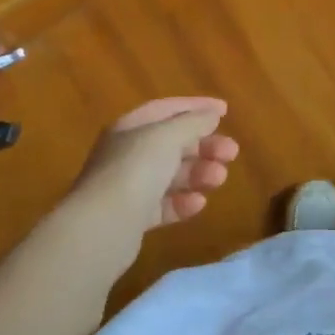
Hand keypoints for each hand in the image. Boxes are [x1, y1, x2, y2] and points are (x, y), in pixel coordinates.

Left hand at [73, 97, 240, 233]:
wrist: (102, 227)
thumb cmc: (136, 170)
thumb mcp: (167, 136)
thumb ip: (193, 122)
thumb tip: (211, 114)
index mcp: (130, 128)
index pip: (166, 109)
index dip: (196, 107)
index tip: (225, 111)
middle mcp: (127, 154)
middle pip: (172, 144)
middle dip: (204, 146)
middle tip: (232, 153)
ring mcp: (129, 187)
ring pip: (171, 175)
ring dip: (199, 173)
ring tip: (219, 179)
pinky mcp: (133, 218)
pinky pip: (164, 205)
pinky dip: (183, 203)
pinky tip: (198, 204)